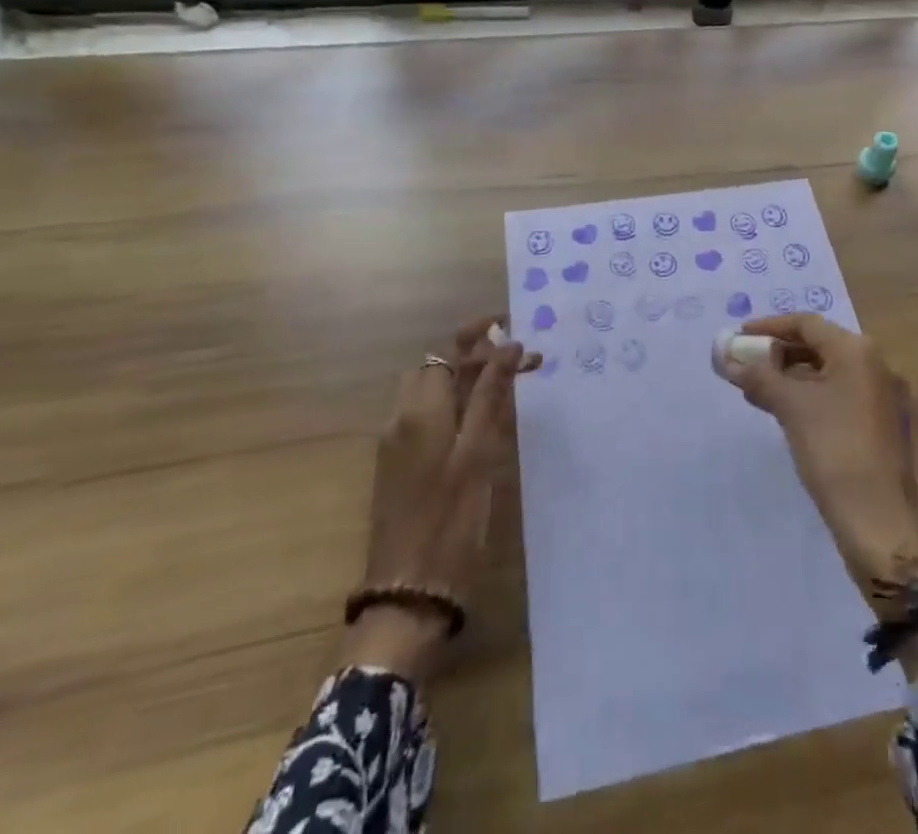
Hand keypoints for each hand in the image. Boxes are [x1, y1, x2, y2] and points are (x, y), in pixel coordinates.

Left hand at [346, 317, 533, 680]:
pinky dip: (457, 405)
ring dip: (468, 379)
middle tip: (520, 360)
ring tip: (508, 386)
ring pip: (433, 392)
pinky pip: (429, 417)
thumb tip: (508, 345)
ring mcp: (397, 444)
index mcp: (420, 411)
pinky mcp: (399, 466)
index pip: (450, 351)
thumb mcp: (478, 454)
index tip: (514, 324)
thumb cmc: (450, 521)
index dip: (480, 333)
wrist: (408, 594)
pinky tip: (484, 421)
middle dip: (477, 355)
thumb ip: (490, 396)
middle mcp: (402, 418)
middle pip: (438, 367)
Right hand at [719, 314, 917, 612]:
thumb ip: (758, 376)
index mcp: (857, 350)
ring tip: (754, 390)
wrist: (879, 520)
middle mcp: (873, 364)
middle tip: (744, 364)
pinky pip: (835, 394)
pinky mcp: (876, 422)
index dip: (769, 327)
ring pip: (825, 372)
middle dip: (778, 353)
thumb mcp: (791, 407)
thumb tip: (727, 357)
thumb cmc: (834, 449)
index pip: (807, 324)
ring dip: (789, 376)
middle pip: (817, 345)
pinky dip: (806, 395)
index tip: (739, 336)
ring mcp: (878, 394)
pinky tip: (781, 411)